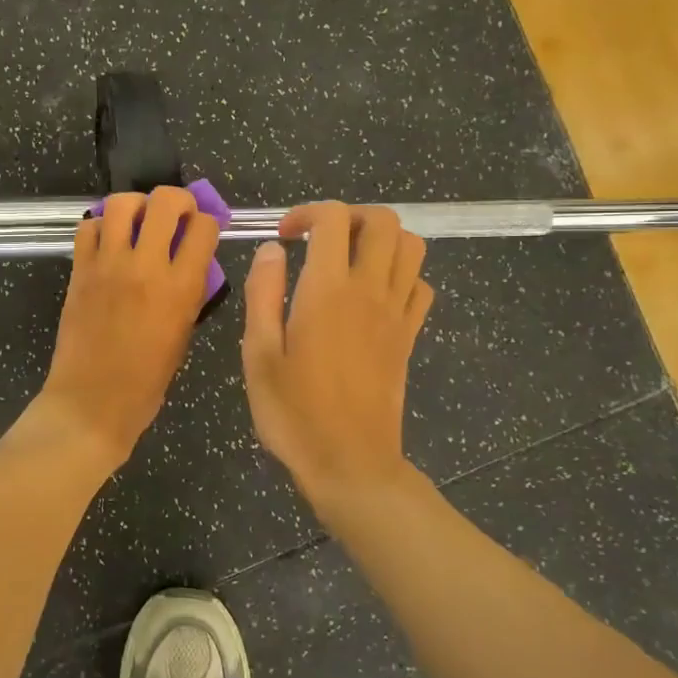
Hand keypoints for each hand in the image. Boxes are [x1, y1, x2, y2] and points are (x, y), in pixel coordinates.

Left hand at [32, 186, 220, 465]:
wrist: (91, 401)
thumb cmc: (146, 381)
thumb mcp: (184, 335)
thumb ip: (190, 292)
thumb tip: (190, 263)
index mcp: (180, 288)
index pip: (204, 227)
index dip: (208, 222)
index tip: (203, 230)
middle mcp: (146, 267)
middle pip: (165, 201)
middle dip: (178, 200)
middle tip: (177, 214)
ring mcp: (108, 264)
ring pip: (122, 203)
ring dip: (136, 205)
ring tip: (139, 221)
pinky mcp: (79, 269)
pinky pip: (88, 227)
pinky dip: (101, 226)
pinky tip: (108, 242)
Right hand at [241, 203, 432, 508]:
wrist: (350, 464)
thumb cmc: (294, 412)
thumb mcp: (258, 354)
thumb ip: (263, 294)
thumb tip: (271, 250)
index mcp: (327, 291)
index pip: (333, 219)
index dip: (307, 214)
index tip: (284, 238)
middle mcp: (369, 291)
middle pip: (383, 221)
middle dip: (350, 216)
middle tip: (319, 240)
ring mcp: (396, 314)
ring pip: (411, 247)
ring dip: (381, 240)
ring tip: (347, 260)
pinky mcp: (409, 337)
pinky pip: (420, 286)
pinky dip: (400, 275)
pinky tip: (372, 295)